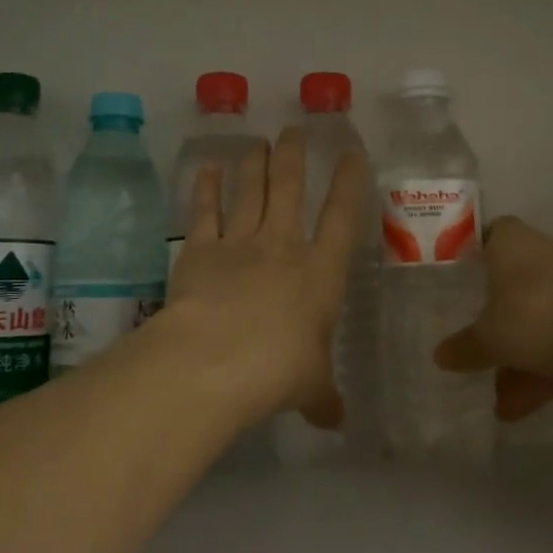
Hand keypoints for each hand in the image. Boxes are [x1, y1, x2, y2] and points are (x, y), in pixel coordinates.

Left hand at [165, 128, 367, 429]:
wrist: (214, 361)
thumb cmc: (277, 372)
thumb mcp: (310, 387)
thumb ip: (323, 398)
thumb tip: (337, 421)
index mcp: (320, 274)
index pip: (342, 218)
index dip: (350, 183)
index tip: (352, 152)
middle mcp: (282, 247)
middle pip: (291, 189)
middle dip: (294, 156)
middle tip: (293, 130)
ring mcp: (239, 243)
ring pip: (250, 191)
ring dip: (254, 164)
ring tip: (257, 141)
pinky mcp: (199, 250)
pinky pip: (205, 211)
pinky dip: (207, 187)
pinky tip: (208, 167)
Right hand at [433, 216, 552, 422]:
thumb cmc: (538, 311)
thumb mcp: (490, 336)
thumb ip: (465, 347)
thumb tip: (439, 356)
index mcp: (510, 242)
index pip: (483, 237)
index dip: (468, 257)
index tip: (454, 282)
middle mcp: (542, 255)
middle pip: (510, 285)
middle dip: (492, 320)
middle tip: (469, 345)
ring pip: (537, 321)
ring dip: (517, 359)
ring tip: (493, 401)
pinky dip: (542, 372)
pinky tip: (518, 409)